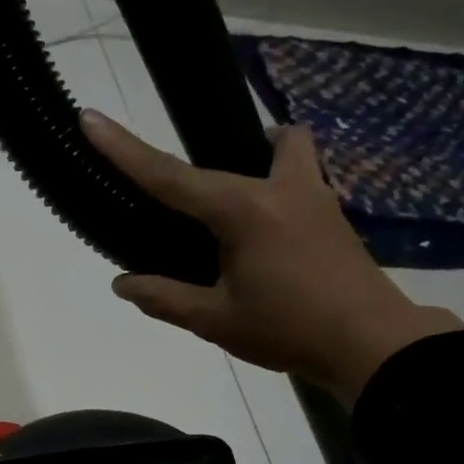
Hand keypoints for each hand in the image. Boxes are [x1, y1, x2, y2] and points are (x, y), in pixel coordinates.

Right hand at [83, 110, 463, 405]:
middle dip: (204, 165)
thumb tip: (123, 282)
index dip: (125, 150)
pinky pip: (301, 174)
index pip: (170, 177)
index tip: (91, 118)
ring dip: (260, 156)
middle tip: (188, 210)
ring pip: (287, 147)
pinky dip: (278, 184)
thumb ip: (164, 298)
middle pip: (238, 148)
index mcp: (243, 212)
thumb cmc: (288, 330)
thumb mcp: (214, 321)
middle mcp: (279, 188)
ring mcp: (314, 194)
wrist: (371, 345)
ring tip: (234, 207)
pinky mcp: (332, 212)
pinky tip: (266, 234)